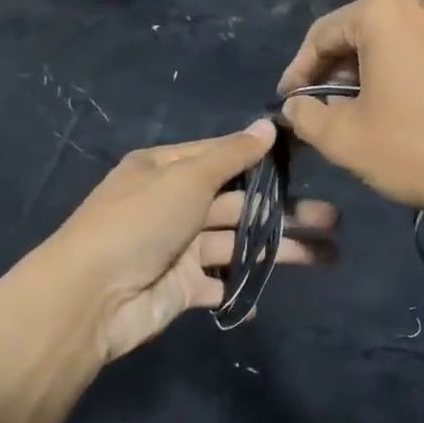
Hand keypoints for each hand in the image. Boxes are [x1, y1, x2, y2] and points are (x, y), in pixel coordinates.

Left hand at [40, 121, 337, 362]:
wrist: (90, 297)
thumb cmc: (139, 223)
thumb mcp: (185, 177)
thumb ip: (230, 155)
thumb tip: (268, 125)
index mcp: (166, 169)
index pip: (224, 156)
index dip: (266, 157)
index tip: (310, 158)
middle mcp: (174, 204)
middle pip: (239, 203)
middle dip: (284, 210)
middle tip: (333, 218)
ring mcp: (178, 249)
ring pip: (237, 244)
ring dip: (278, 249)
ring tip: (327, 255)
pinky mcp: (182, 288)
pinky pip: (219, 285)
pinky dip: (242, 288)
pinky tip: (270, 293)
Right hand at [277, 0, 423, 225]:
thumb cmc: (418, 149)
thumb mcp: (345, 139)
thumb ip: (306, 115)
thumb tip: (296, 104)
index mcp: (385, 11)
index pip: (322, 35)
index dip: (299, 70)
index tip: (287, 100)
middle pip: (362, 33)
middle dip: (337, 70)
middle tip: (322, 106)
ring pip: (398, 42)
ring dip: (373, 72)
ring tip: (361, 110)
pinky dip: (408, 74)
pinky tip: (405, 109)